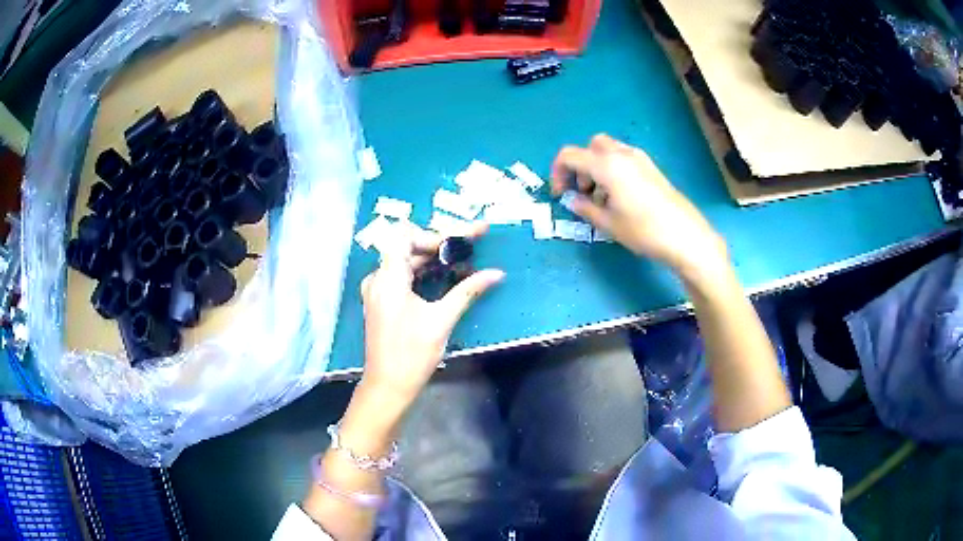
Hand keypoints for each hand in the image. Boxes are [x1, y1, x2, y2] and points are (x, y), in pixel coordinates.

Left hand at [360, 221, 504, 409]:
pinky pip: (404, 277)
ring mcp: (379, 290)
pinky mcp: (383, 301)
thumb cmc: (412, 354)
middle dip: (441, 245)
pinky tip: (448, 276)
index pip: (408, 237)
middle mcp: (378, 278)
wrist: (388, 386)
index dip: (437, 234)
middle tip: (473, 243)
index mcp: (387, 278)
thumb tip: (496, 273)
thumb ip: (468, 291)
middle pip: (409, 248)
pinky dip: (425, 273)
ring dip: (435, 259)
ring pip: (408, 262)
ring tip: (465, 259)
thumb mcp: (442, 320)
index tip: (464, 239)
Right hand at [551, 134, 728, 279]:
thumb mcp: (608, 223)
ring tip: (601, 199)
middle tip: (582, 192)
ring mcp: (639, 159)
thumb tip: (572, 200)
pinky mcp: (651, 168)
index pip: (569, 155)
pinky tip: (620, 197)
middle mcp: (622, 154)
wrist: (685, 235)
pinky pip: (623, 159)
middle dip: (580, 166)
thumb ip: (584, 208)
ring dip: (596, 168)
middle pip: (590, 146)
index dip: (557, 172)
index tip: (559, 194)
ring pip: (608, 151)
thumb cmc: (643, 230)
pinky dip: (613, 170)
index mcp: (606, 165)